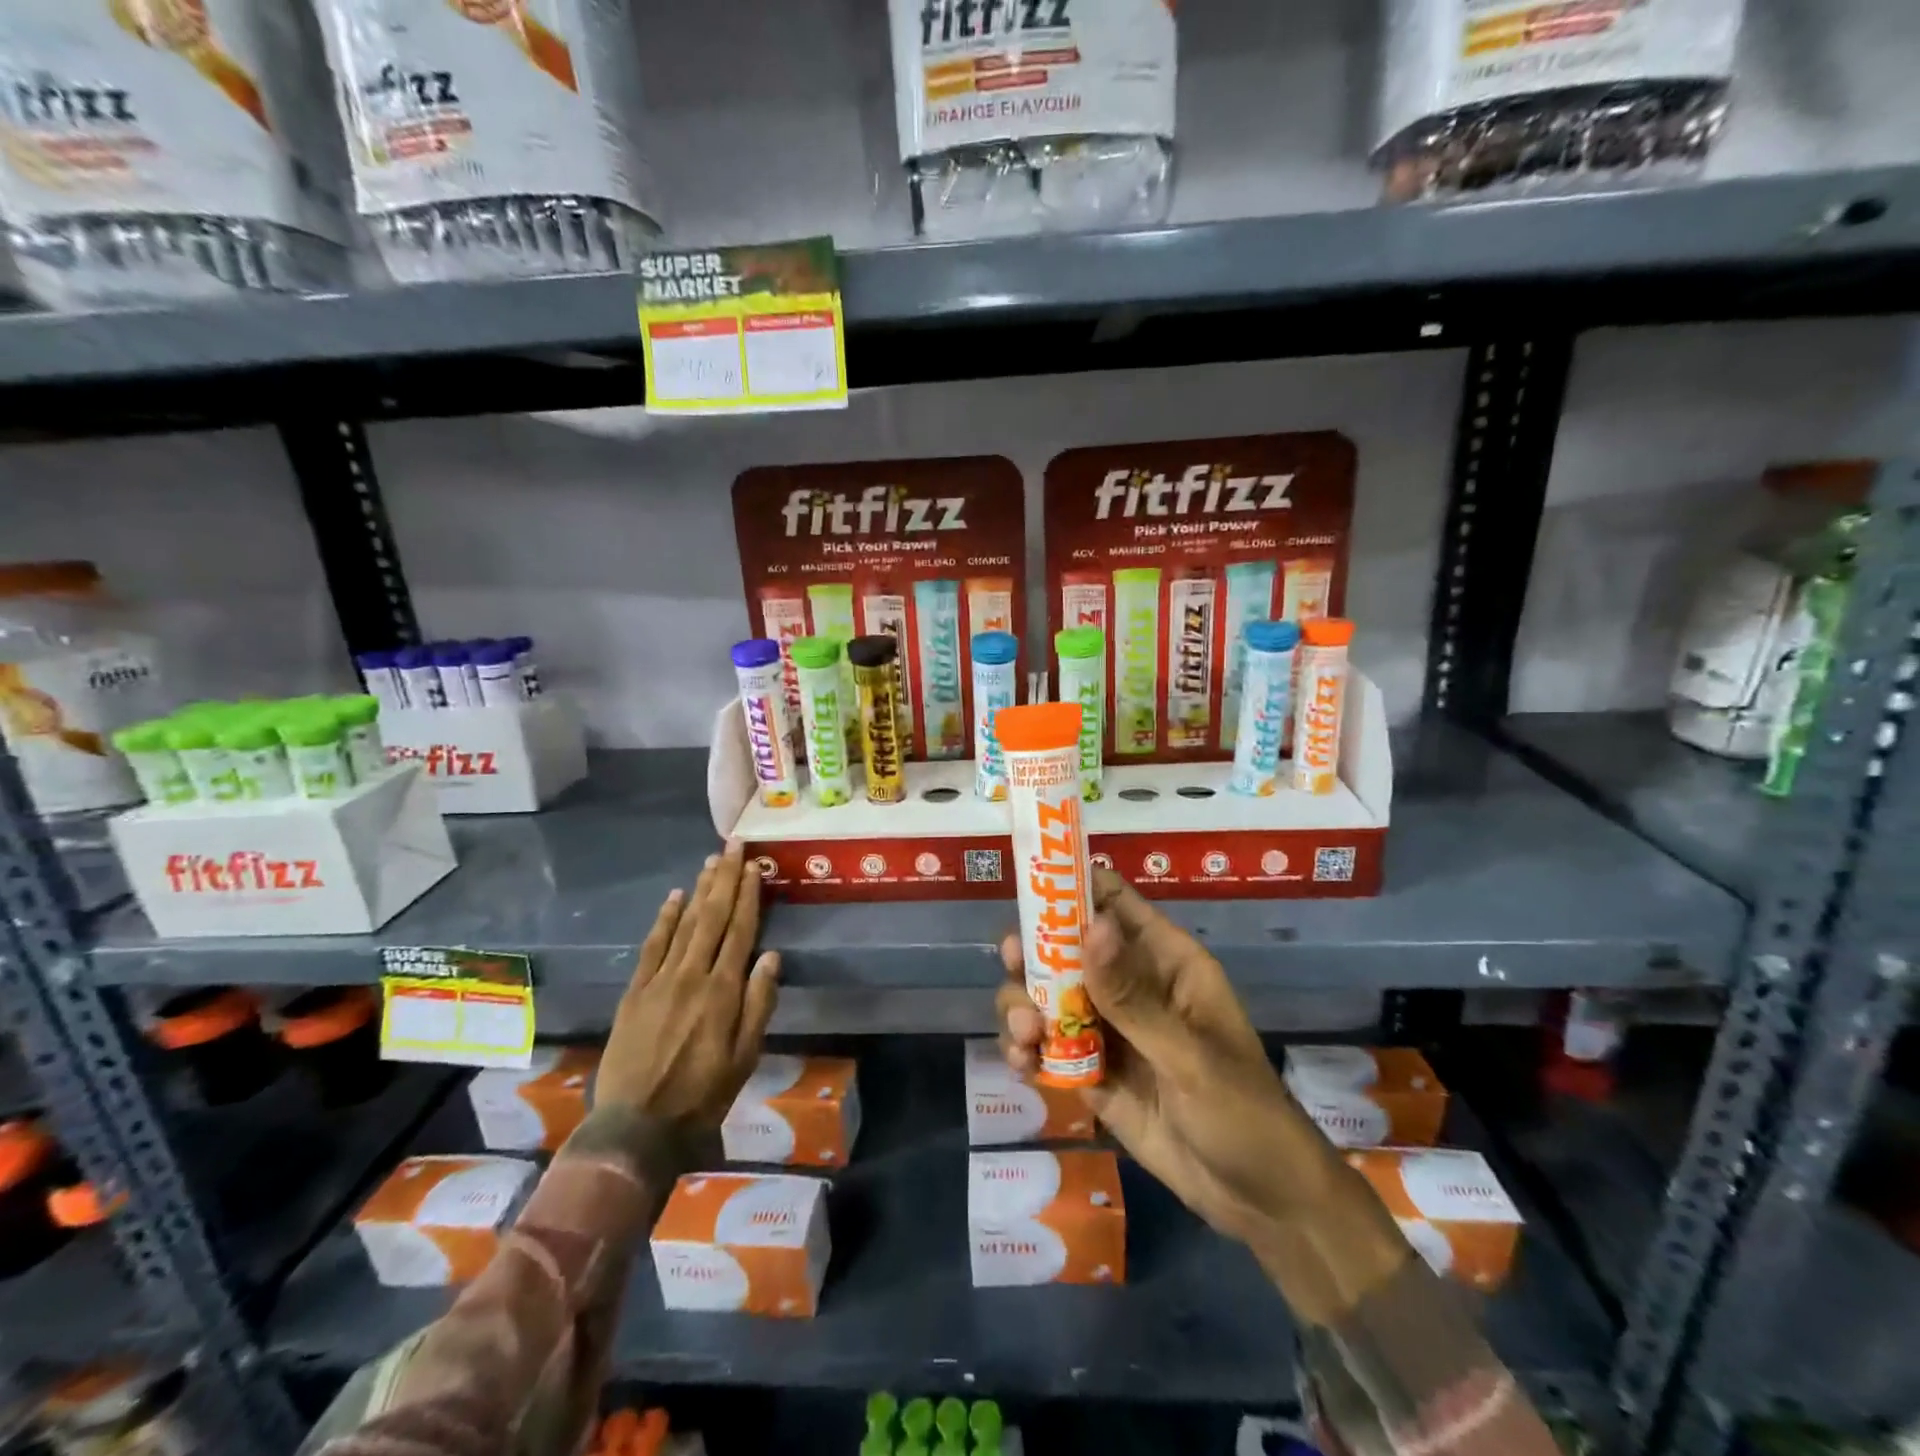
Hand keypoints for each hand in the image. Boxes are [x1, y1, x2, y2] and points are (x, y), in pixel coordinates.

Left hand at [596, 841, 779, 1128]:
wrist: (635, 1127)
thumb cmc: (701, 1095)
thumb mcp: (744, 1057)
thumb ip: (759, 1004)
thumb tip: (772, 956)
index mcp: (723, 992)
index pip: (740, 931)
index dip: (749, 896)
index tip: (755, 867)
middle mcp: (692, 976)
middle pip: (712, 917)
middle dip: (725, 879)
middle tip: (733, 846)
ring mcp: (659, 981)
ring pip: (684, 924)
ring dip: (699, 890)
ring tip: (711, 862)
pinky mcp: (634, 992)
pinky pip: (651, 946)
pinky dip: (664, 919)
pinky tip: (674, 898)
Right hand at [998, 867, 1331, 1251]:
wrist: (1259, 1203)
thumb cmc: (1243, 1113)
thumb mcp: (1190, 1055)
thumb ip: (1133, 997)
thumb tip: (1090, 926)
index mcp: (1164, 962)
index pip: (1114, 903)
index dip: (1071, 888)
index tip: (1030, 890)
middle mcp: (1129, 985)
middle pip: (1066, 948)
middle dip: (1034, 955)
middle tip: (1015, 969)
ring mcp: (1107, 1029)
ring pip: (1047, 996)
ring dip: (1023, 1006)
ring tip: (1025, 1037)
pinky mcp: (1091, 1071)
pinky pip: (1047, 1047)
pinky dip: (1026, 1050)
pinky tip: (1023, 1066)